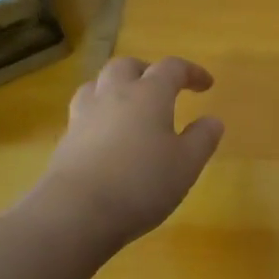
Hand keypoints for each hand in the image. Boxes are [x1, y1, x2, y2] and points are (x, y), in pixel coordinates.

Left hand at [28, 56, 224, 247]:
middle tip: (161, 87)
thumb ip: (202, 138)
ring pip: (97, 85)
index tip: (206, 84)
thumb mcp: (187, 164)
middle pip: (127, 66)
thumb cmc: (141, 182)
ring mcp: (85, 116)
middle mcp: (114, 95)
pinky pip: (84, 113)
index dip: (191, 72)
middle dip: (147, 71)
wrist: (76, 212)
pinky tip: (107, 136)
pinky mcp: (66, 141)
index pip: (171, 68)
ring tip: (127, 105)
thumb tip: (212, 120)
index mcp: (148, 94)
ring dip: (115, 87)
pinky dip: (99, 115)